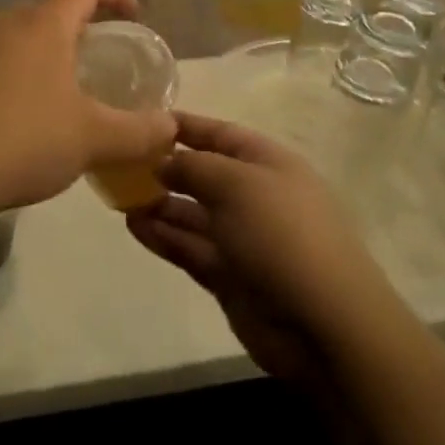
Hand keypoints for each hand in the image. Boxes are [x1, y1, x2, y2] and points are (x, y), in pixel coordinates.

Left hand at [0, 0, 175, 219]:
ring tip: (58, 97)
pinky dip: (11, 79)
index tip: (132, 13)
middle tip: (96, 64)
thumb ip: (137, 132)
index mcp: (42, 25)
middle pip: (48, 13)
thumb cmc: (20, 139)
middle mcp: (3, 24)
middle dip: (77, 32)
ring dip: (42, 57)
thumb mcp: (90, 139)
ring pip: (16, 39)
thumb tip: (171, 127)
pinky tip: (13, 121)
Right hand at [127, 114, 395, 387]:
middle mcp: (254, 195)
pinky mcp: (229, 276)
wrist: (325, 325)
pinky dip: (163, 236)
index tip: (143, 120)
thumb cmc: (282, 234)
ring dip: (158, 204)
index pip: (219, 134)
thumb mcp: (236, 183)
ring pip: (192, 213)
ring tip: (119, 198)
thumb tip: (163, 161)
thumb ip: (193, 166)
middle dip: (165, 168)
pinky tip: (133, 226)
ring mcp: (242, 238)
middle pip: (202, 174)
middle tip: (120, 163)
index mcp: (266, 163)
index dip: (184, 126)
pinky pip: (190, 248)